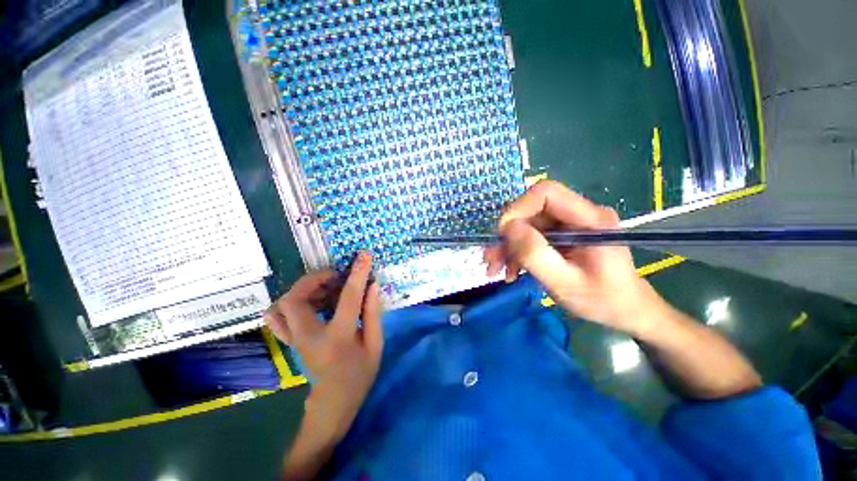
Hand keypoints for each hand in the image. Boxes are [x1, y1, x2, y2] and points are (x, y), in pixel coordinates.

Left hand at [265, 251, 382, 442]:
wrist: (333, 402)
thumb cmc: (359, 374)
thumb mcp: (376, 345)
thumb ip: (373, 313)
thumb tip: (371, 284)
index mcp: (337, 338)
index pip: (347, 298)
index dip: (357, 274)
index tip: (364, 256)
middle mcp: (308, 337)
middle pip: (295, 298)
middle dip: (315, 279)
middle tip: (336, 276)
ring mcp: (294, 339)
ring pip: (281, 305)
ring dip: (304, 289)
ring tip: (327, 288)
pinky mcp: (290, 340)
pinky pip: (277, 315)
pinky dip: (292, 300)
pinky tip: (315, 301)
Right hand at [484, 181, 658, 333]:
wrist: (625, 311)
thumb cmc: (602, 300)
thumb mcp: (565, 282)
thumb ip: (535, 254)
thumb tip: (508, 228)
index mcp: (590, 219)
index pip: (546, 192)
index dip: (518, 207)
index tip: (502, 234)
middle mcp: (579, 214)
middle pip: (532, 210)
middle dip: (508, 234)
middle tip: (492, 258)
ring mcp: (570, 225)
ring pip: (527, 224)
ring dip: (508, 246)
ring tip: (496, 269)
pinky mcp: (562, 235)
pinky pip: (532, 236)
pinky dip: (517, 252)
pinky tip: (510, 270)